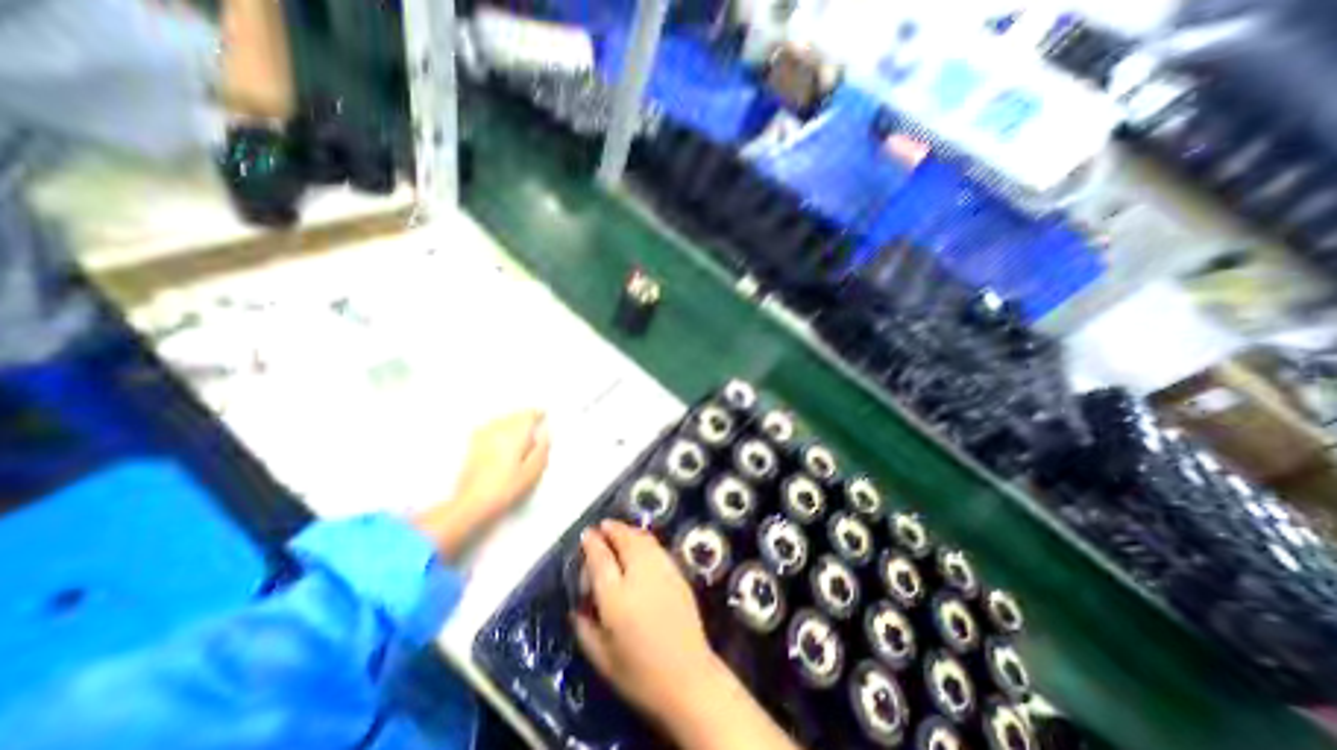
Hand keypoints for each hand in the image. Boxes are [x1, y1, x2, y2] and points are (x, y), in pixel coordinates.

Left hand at [414, 410, 547, 562]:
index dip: (537, 414)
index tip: (543, 415)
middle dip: (524, 416)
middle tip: (534, 421)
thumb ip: (542, 449)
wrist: (472, 504)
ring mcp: (482, 437)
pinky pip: (488, 427)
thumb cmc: (505, 488)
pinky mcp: (472, 446)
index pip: (528, 415)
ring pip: (501, 419)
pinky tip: (499, 433)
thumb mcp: (532, 472)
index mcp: (515, 435)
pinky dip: (498, 426)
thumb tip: (546, 434)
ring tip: (519, 427)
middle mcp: (497, 431)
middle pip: (514, 415)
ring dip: (511, 420)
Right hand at [568, 523, 725, 724]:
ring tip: (619, 531)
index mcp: (617, 597)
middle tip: (602, 527)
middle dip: (612, 529)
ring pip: (643, 539)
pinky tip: (640, 546)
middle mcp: (640, 576)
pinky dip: (644, 540)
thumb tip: (578, 607)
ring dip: (629, 531)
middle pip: (625, 540)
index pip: (601, 558)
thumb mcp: (602, 659)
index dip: (592, 543)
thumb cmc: (640, 675)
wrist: (688, 679)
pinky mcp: (677, 574)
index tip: (586, 534)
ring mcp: (662, 571)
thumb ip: (586, 628)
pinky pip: (657, 547)